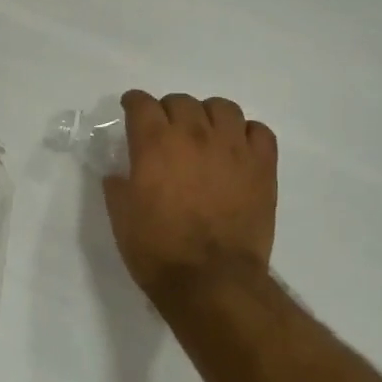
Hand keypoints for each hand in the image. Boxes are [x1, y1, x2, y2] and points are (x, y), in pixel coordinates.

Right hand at [103, 91, 277, 305]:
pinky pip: (259, 131)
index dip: (134, 103)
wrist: (211, 280)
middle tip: (166, 130)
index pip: (142, 104)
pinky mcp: (263, 166)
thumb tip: (119, 172)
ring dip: (208, 115)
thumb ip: (118, 186)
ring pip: (222, 108)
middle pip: (181, 101)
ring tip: (204, 134)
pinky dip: (245, 133)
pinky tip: (236, 149)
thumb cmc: (158, 250)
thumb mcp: (121, 218)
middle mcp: (194, 135)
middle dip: (168, 110)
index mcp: (155, 144)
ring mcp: (233, 148)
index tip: (131, 108)